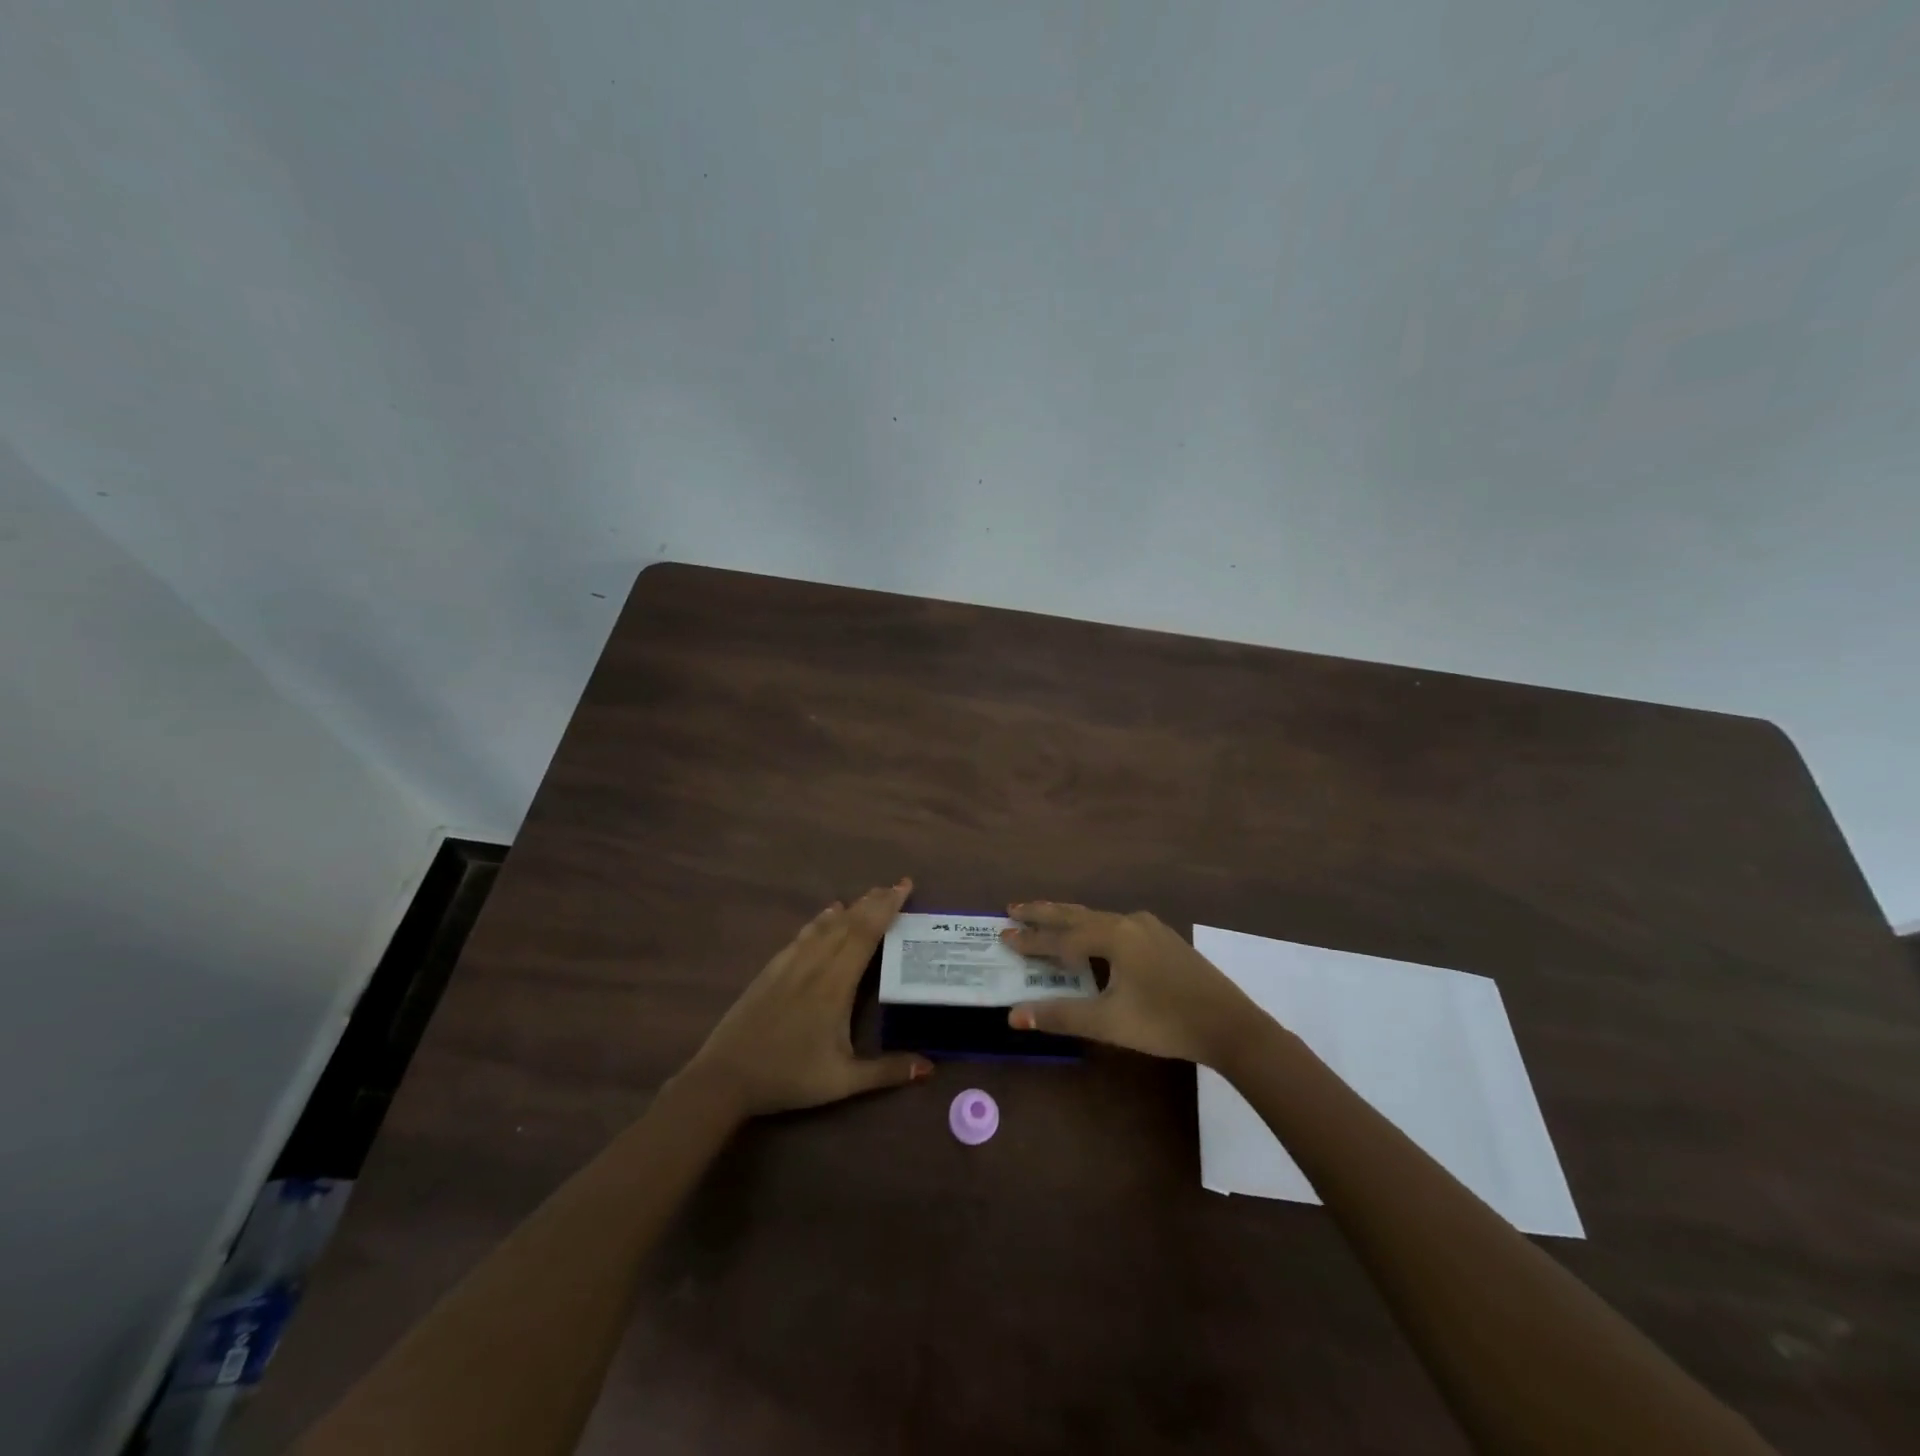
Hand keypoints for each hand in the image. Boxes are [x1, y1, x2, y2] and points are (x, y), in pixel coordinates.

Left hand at [678, 880, 932, 1116]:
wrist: (725, 1077)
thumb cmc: (788, 1077)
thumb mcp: (842, 1081)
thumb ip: (886, 1071)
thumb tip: (929, 1068)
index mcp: (836, 985)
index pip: (866, 934)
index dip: (887, 908)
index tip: (904, 887)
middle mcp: (815, 965)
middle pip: (849, 923)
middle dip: (875, 901)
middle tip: (897, 885)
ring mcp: (790, 964)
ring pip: (826, 925)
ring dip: (852, 907)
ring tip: (871, 894)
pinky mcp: (771, 969)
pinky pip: (803, 934)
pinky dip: (821, 919)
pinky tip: (828, 914)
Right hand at [1000, 902, 1263, 1065]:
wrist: (1230, 1026)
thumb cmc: (1165, 1022)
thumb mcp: (1109, 1022)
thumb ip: (1061, 1015)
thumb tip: (1014, 1015)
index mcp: (1114, 936)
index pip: (1061, 937)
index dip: (1030, 940)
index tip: (1002, 935)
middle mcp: (1129, 922)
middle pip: (1077, 914)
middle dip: (1044, 913)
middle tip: (1013, 909)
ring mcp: (1150, 928)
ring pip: (1098, 917)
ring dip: (1068, 918)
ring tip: (1044, 916)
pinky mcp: (1164, 940)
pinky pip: (1116, 925)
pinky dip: (1092, 926)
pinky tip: (1094, 935)